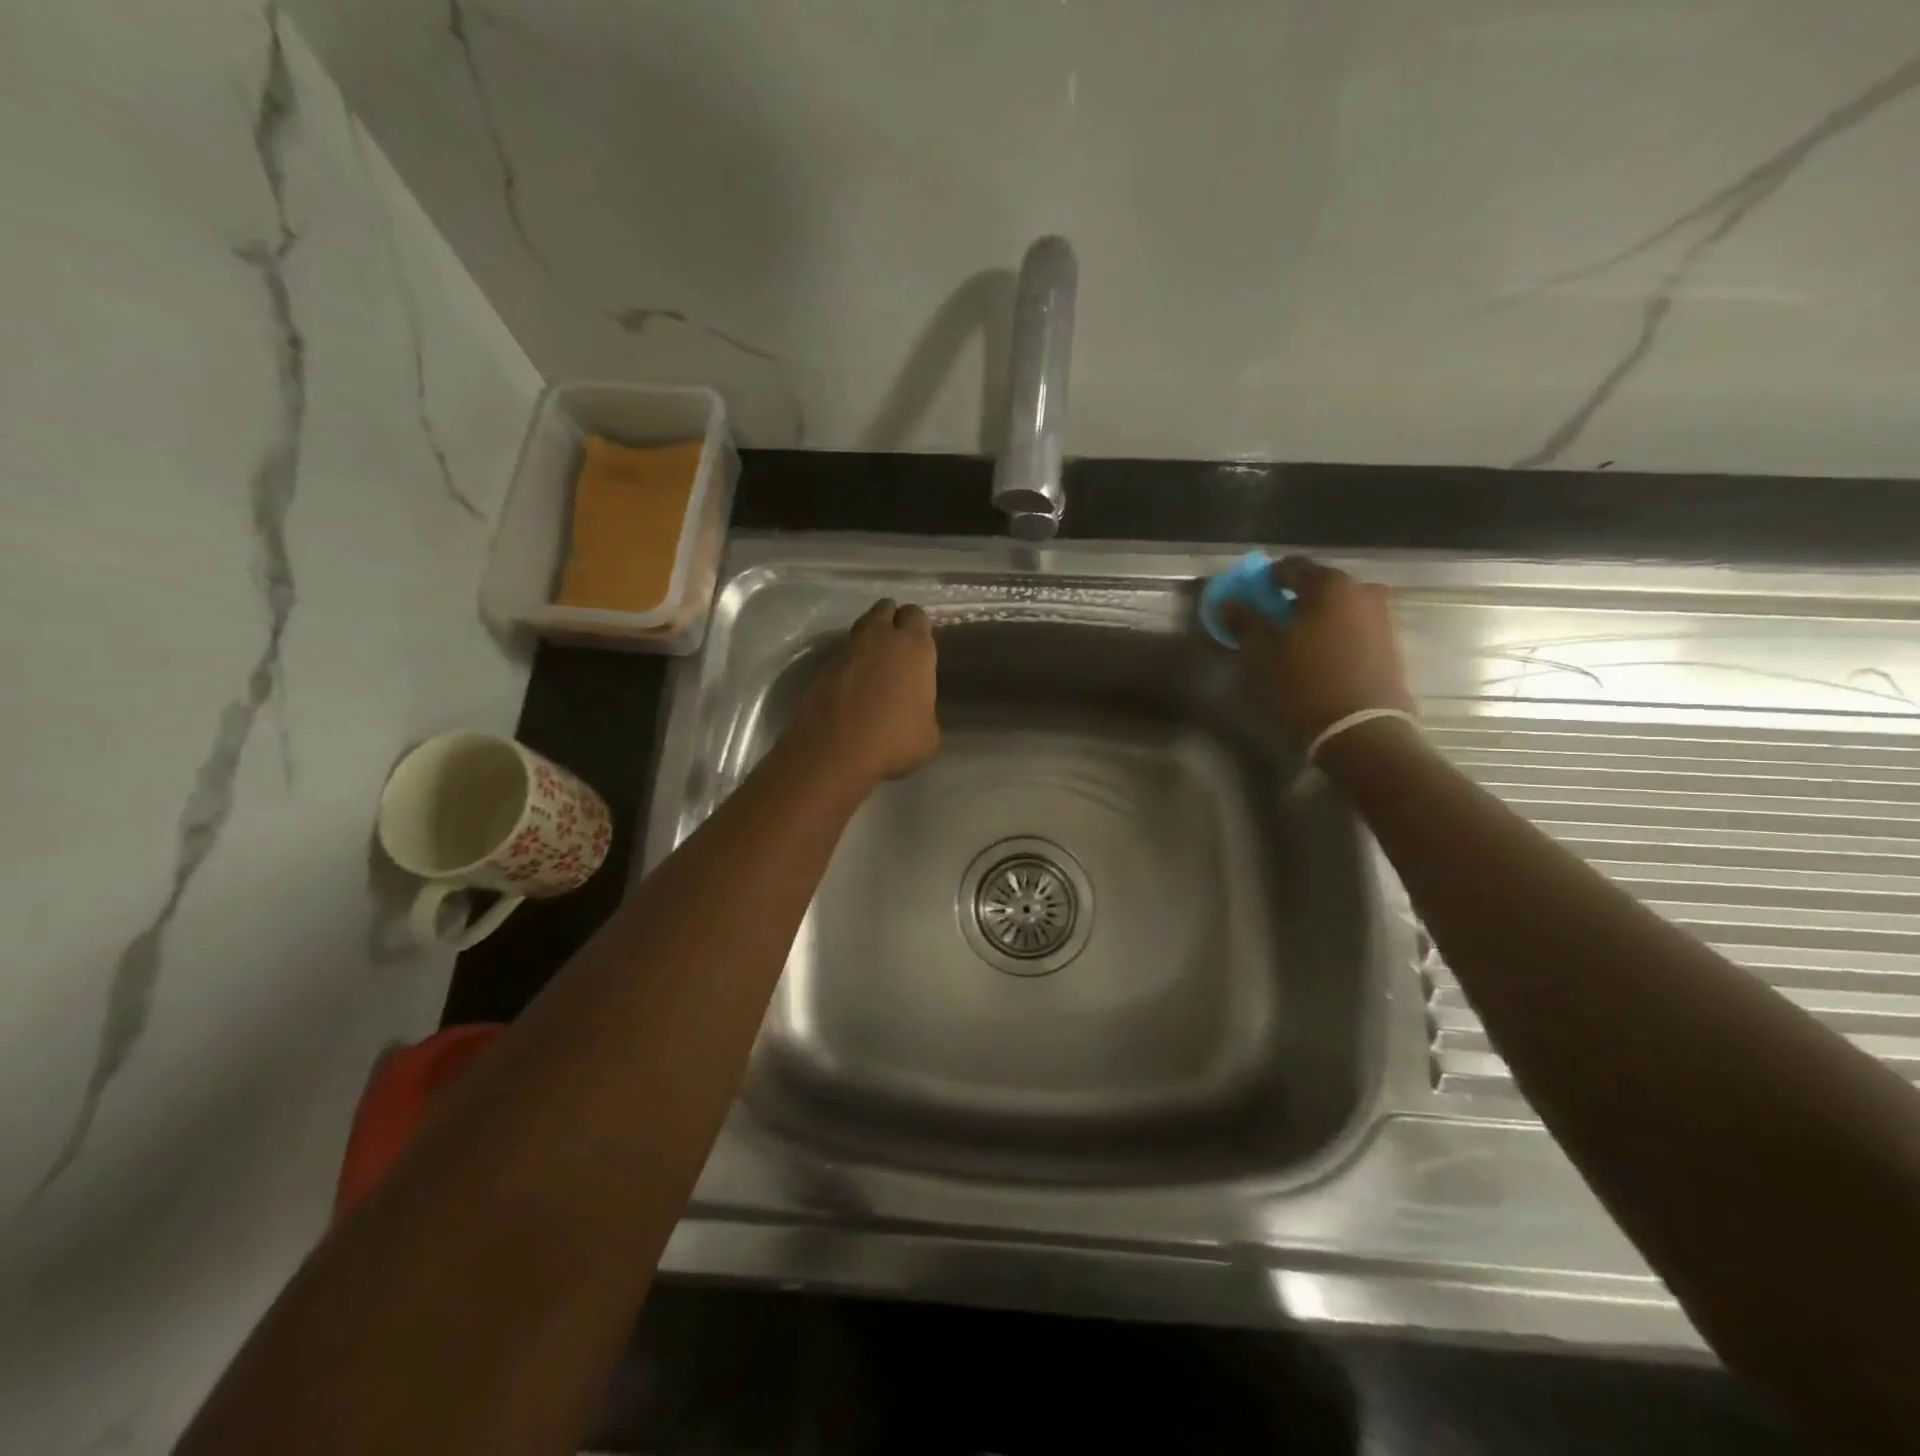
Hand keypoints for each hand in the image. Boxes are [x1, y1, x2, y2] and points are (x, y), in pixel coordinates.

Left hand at [786, 598, 939, 792]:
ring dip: (868, 639)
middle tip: (896, 645)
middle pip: (885, 609)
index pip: (917, 616)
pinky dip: (848, 663)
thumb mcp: (927, 734)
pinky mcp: (821, 667)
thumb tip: (913, 710)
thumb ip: (924, 710)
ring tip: (873, 664)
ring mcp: (846, 650)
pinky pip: (841, 655)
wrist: (833, 752)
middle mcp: (879, 639)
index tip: (919, 644)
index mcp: (913, 648)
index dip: (917, 627)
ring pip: (861, 628)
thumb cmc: (892, 741)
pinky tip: (851, 685)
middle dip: (891, 620)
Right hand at [1224, 557, 1414, 748]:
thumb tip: (1232, 601)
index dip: (1266, 580)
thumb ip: (1245, 620)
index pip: (1290, 567)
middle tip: (1273, 621)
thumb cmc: (1304, 684)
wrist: (1362, 731)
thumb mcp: (1261, 653)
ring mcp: (1383, 618)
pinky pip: (1354, 629)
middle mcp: (1362, 591)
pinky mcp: (1392, 646)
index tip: (1251, 598)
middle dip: (1294, 599)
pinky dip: (1335, 635)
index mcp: (1329, 585)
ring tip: (1297, 644)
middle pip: (1319, 586)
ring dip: (1317, 618)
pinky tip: (1320, 658)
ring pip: (1339, 608)